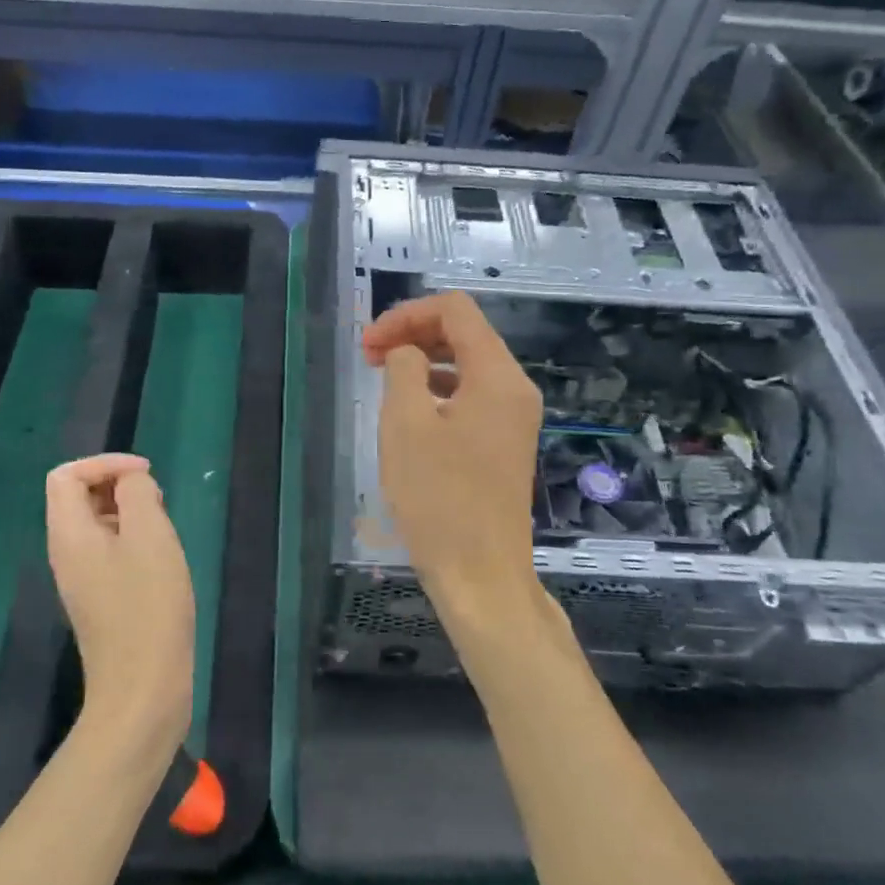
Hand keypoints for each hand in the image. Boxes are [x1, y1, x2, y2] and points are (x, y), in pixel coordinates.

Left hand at [45, 454, 193, 748]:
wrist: (143, 689)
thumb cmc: (148, 605)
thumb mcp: (149, 535)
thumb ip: (137, 494)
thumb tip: (131, 482)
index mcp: (68, 534)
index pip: (66, 475)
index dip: (105, 463)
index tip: (146, 475)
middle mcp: (66, 553)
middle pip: (78, 497)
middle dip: (119, 486)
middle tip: (158, 501)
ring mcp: (82, 580)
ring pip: (98, 525)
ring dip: (130, 513)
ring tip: (164, 529)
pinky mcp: (101, 600)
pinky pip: (109, 552)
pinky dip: (134, 541)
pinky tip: (162, 560)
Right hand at [363, 291, 543, 630]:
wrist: (480, 574)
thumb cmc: (439, 498)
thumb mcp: (406, 424)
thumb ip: (404, 368)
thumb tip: (408, 354)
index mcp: (497, 375)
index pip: (455, 310)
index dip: (406, 314)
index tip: (369, 343)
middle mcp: (515, 388)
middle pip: (465, 334)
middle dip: (414, 334)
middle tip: (369, 356)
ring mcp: (515, 417)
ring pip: (467, 364)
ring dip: (424, 360)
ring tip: (384, 379)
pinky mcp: (505, 442)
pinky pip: (472, 395)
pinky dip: (439, 388)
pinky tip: (411, 410)